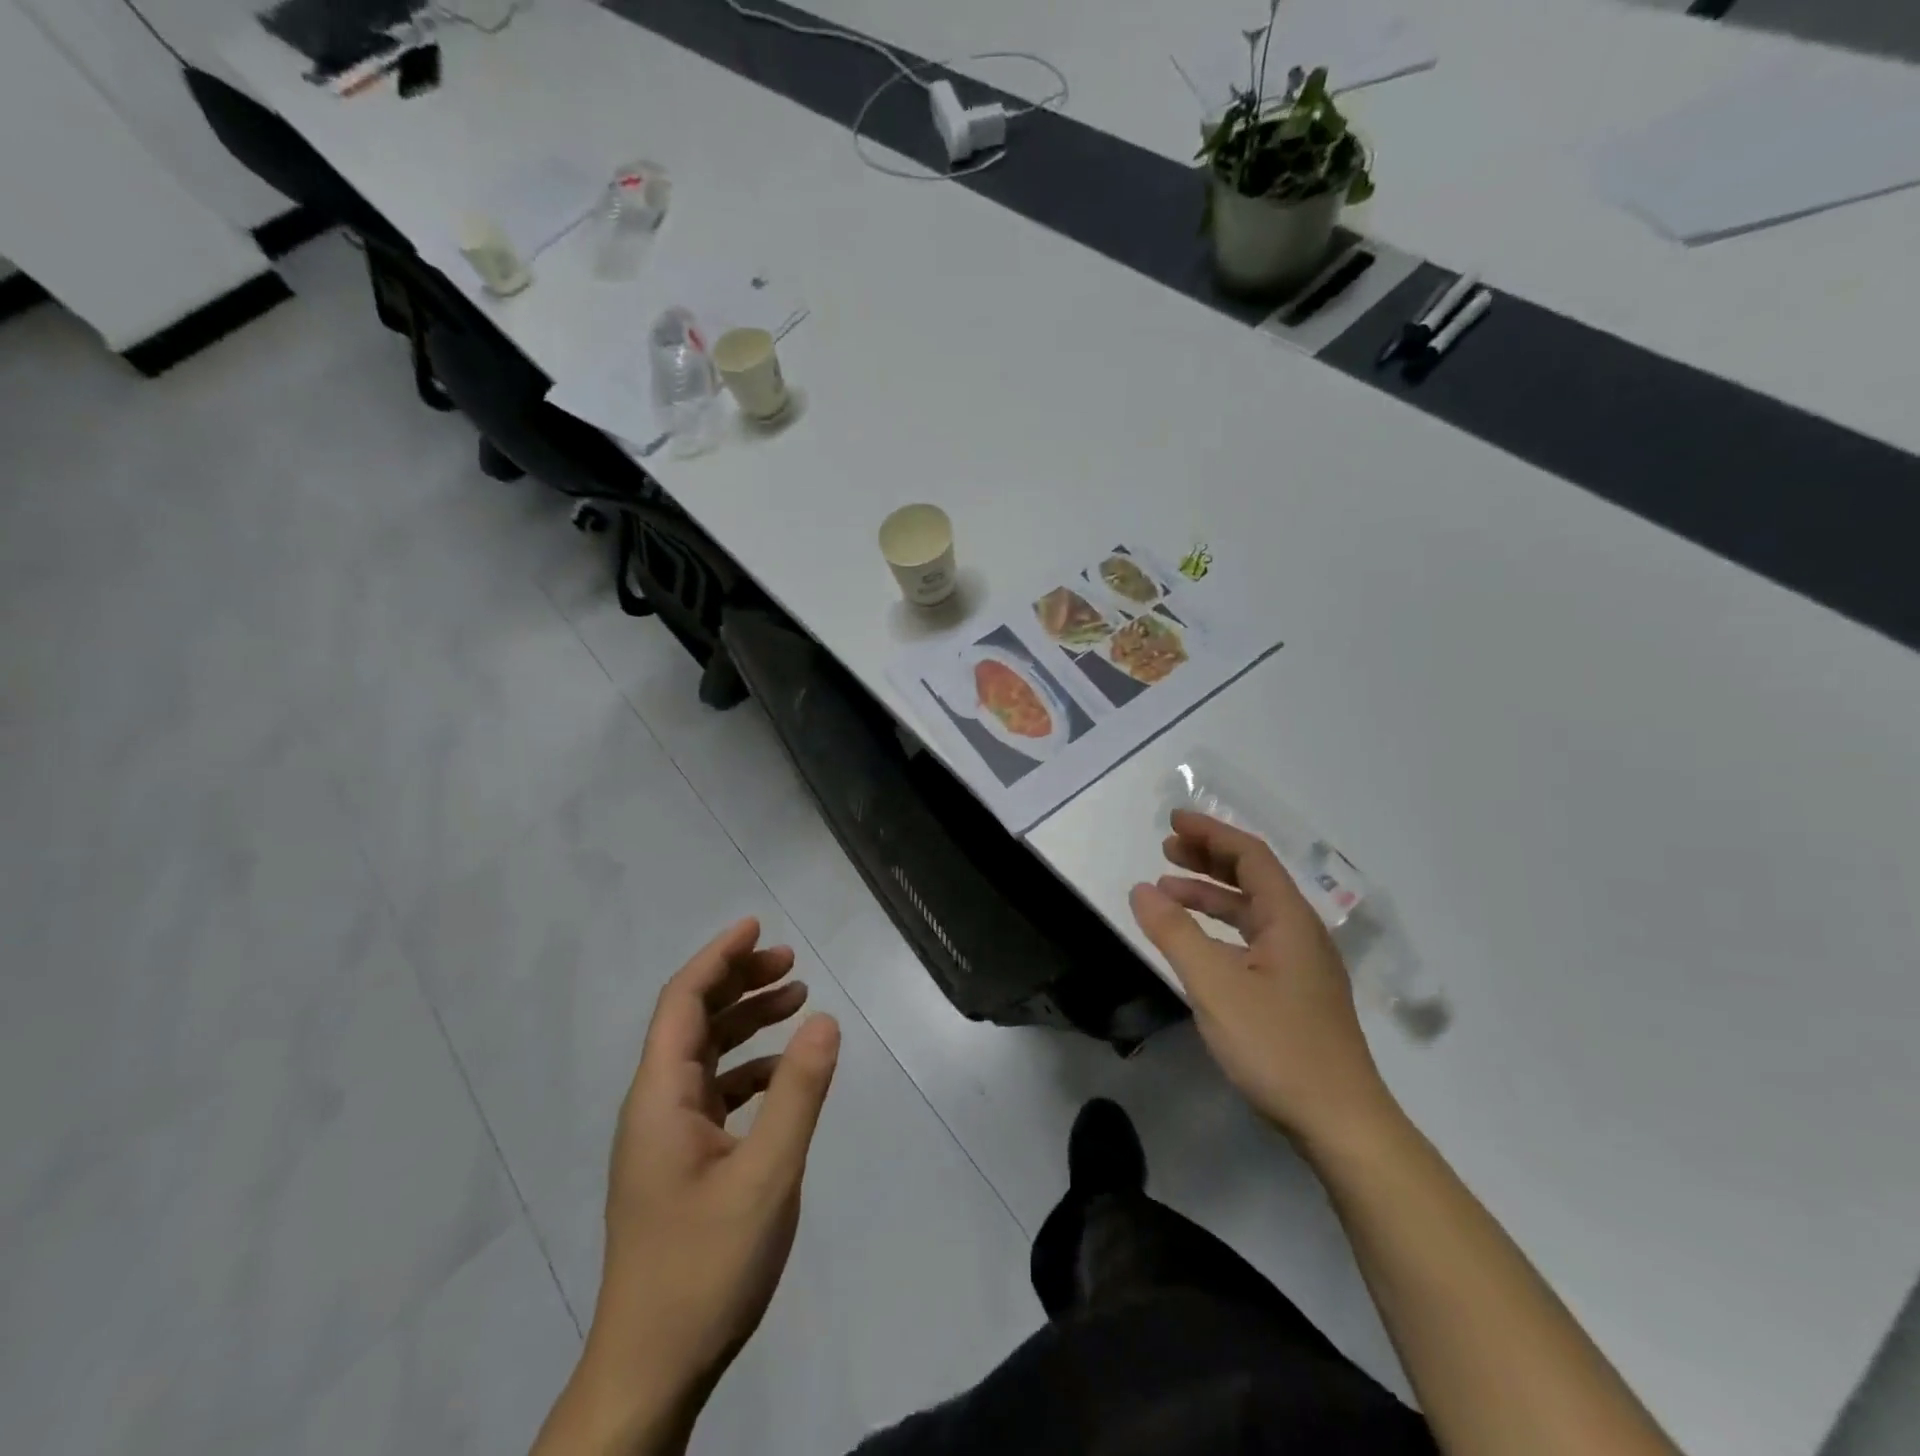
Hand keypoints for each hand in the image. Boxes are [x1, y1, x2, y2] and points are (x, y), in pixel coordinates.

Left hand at [549, 918, 839, 1454]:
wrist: (650, 1371)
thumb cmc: (704, 1267)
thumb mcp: (767, 1174)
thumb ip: (797, 1092)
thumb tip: (825, 1019)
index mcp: (660, 1098)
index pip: (683, 1002)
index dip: (718, 957)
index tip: (756, 925)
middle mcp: (654, 1106)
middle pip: (691, 1020)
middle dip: (738, 981)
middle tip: (791, 962)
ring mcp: (664, 1137)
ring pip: (703, 1054)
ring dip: (745, 1020)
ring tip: (796, 999)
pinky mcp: (679, 1163)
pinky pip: (713, 1091)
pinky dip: (747, 1066)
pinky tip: (782, 1072)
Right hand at [1129, 811, 1393, 1149]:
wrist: (1341, 1123)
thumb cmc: (1277, 1046)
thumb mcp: (1214, 985)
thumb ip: (1174, 933)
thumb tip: (1142, 890)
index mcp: (1289, 920)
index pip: (1250, 856)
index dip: (1211, 834)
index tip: (1173, 822)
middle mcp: (1301, 932)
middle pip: (1254, 878)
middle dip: (1209, 858)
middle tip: (1166, 849)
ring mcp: (1302, 965)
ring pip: (1253, 911)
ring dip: (1211, 894)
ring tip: (1168, 890)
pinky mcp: (1296, 992)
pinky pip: (1253, 939)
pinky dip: (1221, 928)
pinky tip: (1198, 942)